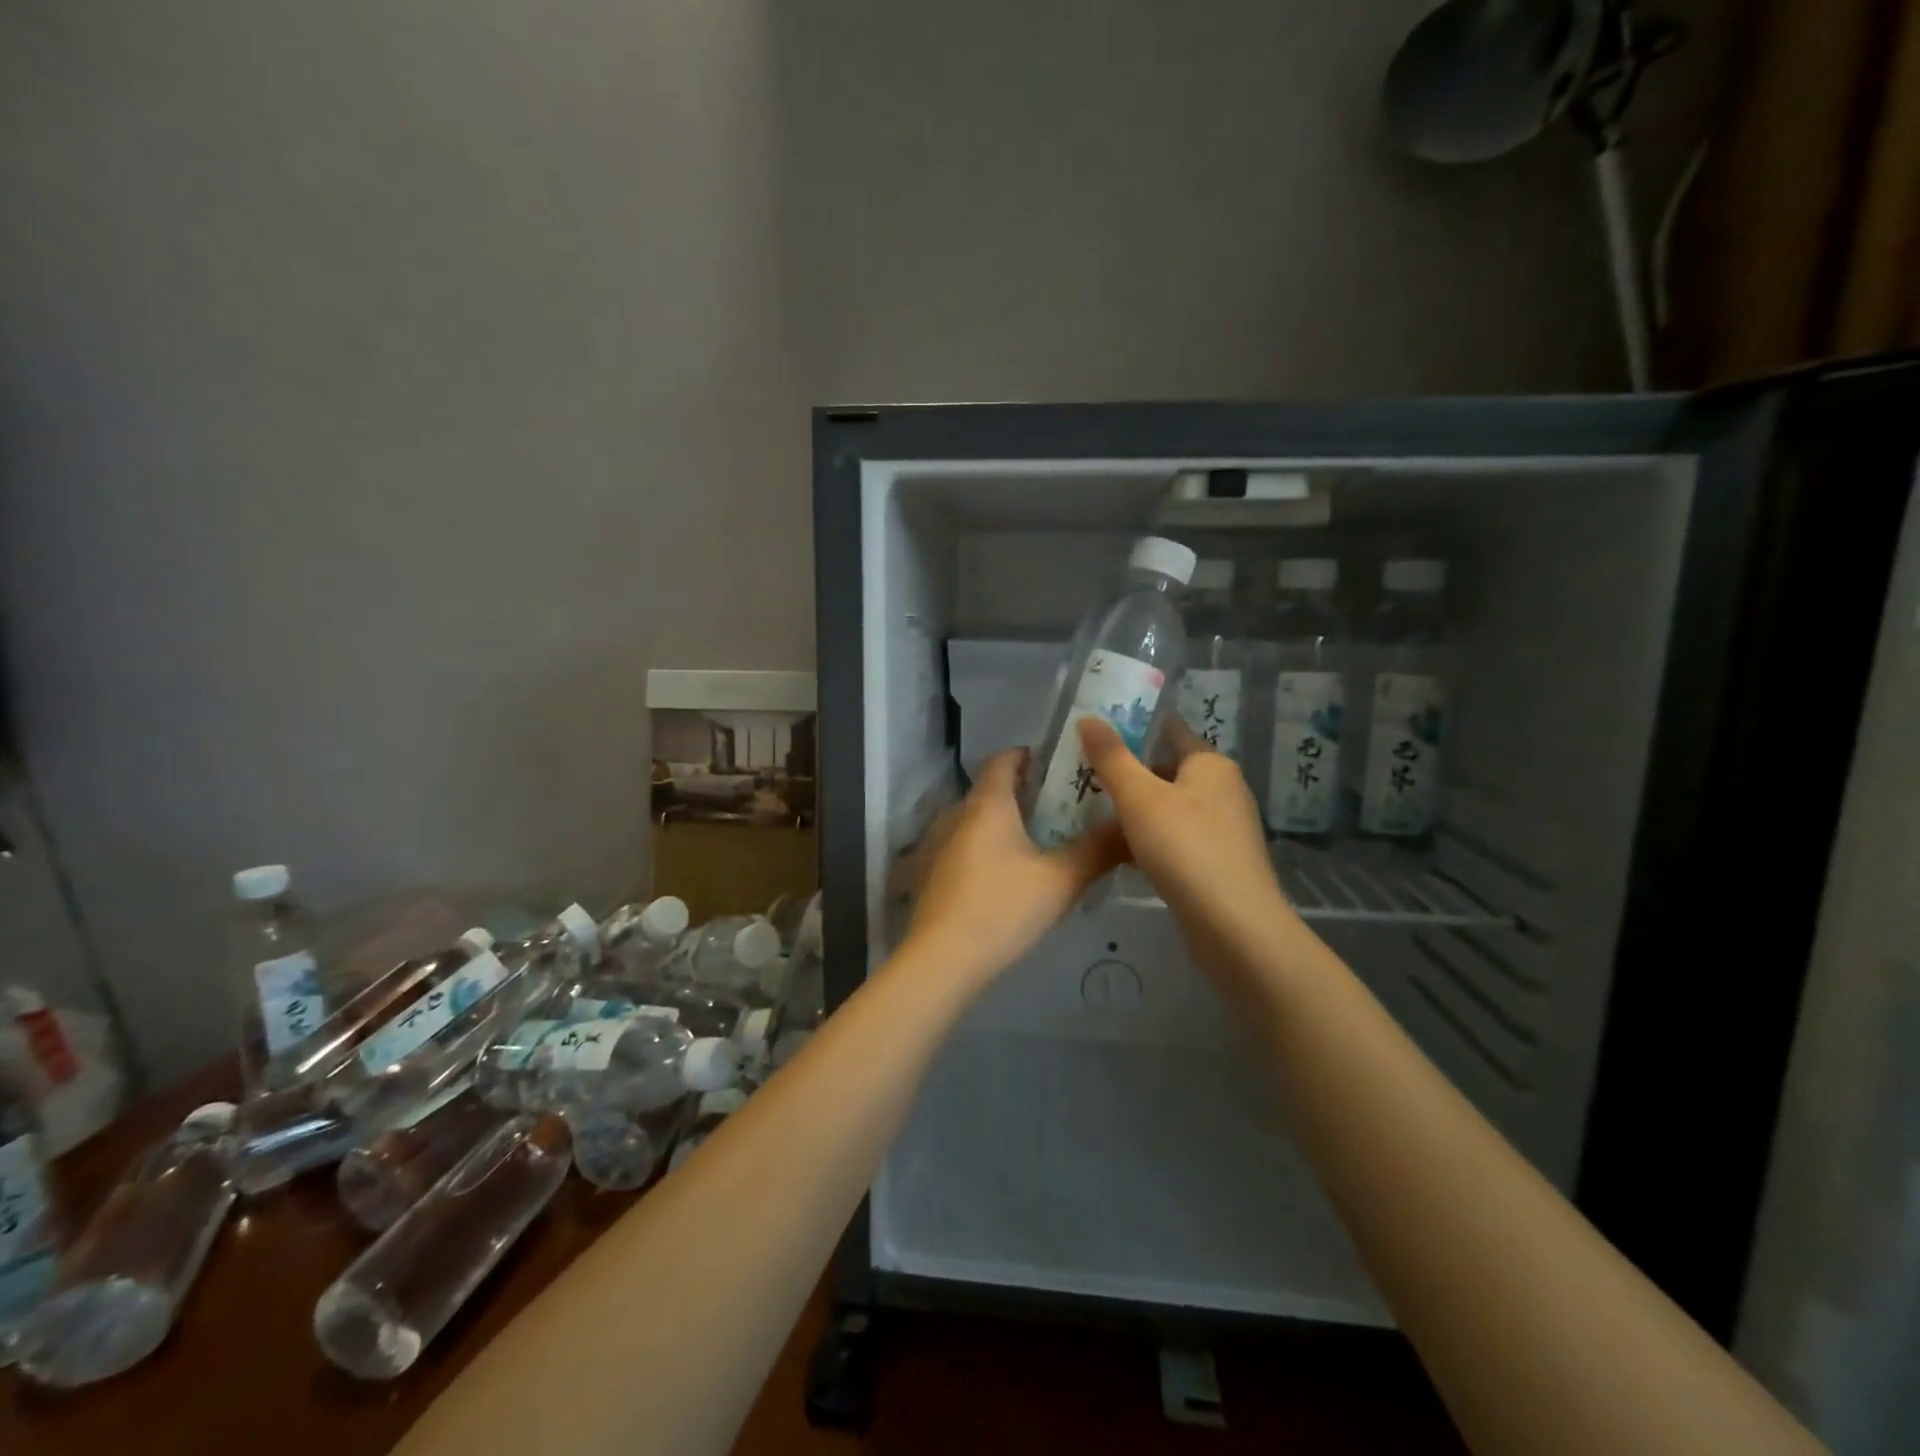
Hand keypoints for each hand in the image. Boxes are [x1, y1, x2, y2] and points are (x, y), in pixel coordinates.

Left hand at [900, 749, 1128, 989]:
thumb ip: (1098, 850)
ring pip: (977, 822)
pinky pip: (966, 847)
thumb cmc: (1002, 907)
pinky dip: (989, 849)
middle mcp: (957, 815)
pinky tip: (1011, 877)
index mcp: (987, 804)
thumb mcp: (1061, 880)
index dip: (1028, 755)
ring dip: (1006, 824)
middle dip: (1025, 793)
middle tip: (1063, 806)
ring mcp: (939, 846)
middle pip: (991, 791)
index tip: (1057, 764)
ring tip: (1042, 842)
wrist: (941, 960)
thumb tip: (1130, 827)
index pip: (1002, 759)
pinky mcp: (932, 875)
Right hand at [1077, 717, 1296, 956]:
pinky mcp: (1219, 862)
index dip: (1135, 728)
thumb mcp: (1139, 797)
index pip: (1170, 731)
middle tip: (1085, 778)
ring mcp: (1224, 829)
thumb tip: (1088, 716)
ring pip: (1170, 808)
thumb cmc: (1185, 848)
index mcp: (1211, 765)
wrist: (1234, 926)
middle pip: (1168, 771)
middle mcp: (1224, 790)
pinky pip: (1177, 838)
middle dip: (1129, 774)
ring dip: (1137, 811)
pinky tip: (1123, 854)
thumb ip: (1111, 757)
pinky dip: (1151, 840)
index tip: (1097, 732)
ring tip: (1095, 814)